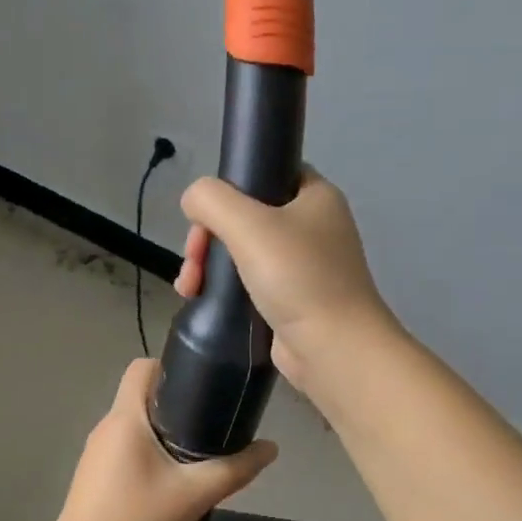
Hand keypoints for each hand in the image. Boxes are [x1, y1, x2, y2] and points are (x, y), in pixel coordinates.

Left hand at [38, 359, 276, 520]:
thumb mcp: (193, 496)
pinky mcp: (97, 480)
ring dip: (168, 435)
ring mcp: (98, 455)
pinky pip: (129, 453)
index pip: (143, 367)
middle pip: (144, 398)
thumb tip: (271, 448)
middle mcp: (107, 428)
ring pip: (138, 429)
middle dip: (181, 406)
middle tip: (216, 426)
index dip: (174, 369)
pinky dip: (153, 457)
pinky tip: (176, 485)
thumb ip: (235, 470)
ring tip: (202, 457)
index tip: (206, 388)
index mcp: (125, 418)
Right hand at [175, 169, 396, 389]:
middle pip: (245, 217)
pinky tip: (201, 299)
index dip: (229, 189)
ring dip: (208, 265)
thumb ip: (212, 200)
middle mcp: (312, 227)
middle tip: (193, 262)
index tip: (204, 218)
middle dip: (208, 237)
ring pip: (242, 252)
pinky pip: (248, 283)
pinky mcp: (291, 300)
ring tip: (189, 288)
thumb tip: (192, 200)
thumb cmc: (297, 276)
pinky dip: (223, 289)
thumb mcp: (248, 224)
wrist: (332, 347)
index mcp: (315, 196)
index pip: (266, 173)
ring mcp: (303, 266)